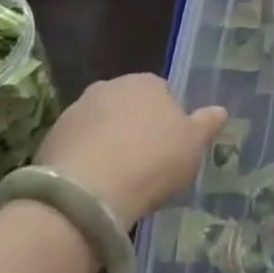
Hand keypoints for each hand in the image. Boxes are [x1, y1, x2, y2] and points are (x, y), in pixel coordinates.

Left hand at [35, 74, 226, 229]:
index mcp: (148, 82)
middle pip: (128, 106)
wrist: (89, 191)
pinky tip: (93, 186)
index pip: (163, 93)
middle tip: (144, 163)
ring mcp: (78, 109)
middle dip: (134, 127)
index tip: (169, 148)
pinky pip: (77, 146)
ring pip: (100, 125)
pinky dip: (85, 160)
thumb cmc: (152, 161)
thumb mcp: (193, 145)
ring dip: (107, 142)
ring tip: (117, 179)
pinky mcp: (52, 136)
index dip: (167, 121)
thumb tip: (221, 110)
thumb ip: (207, 124)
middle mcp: (111, 85)